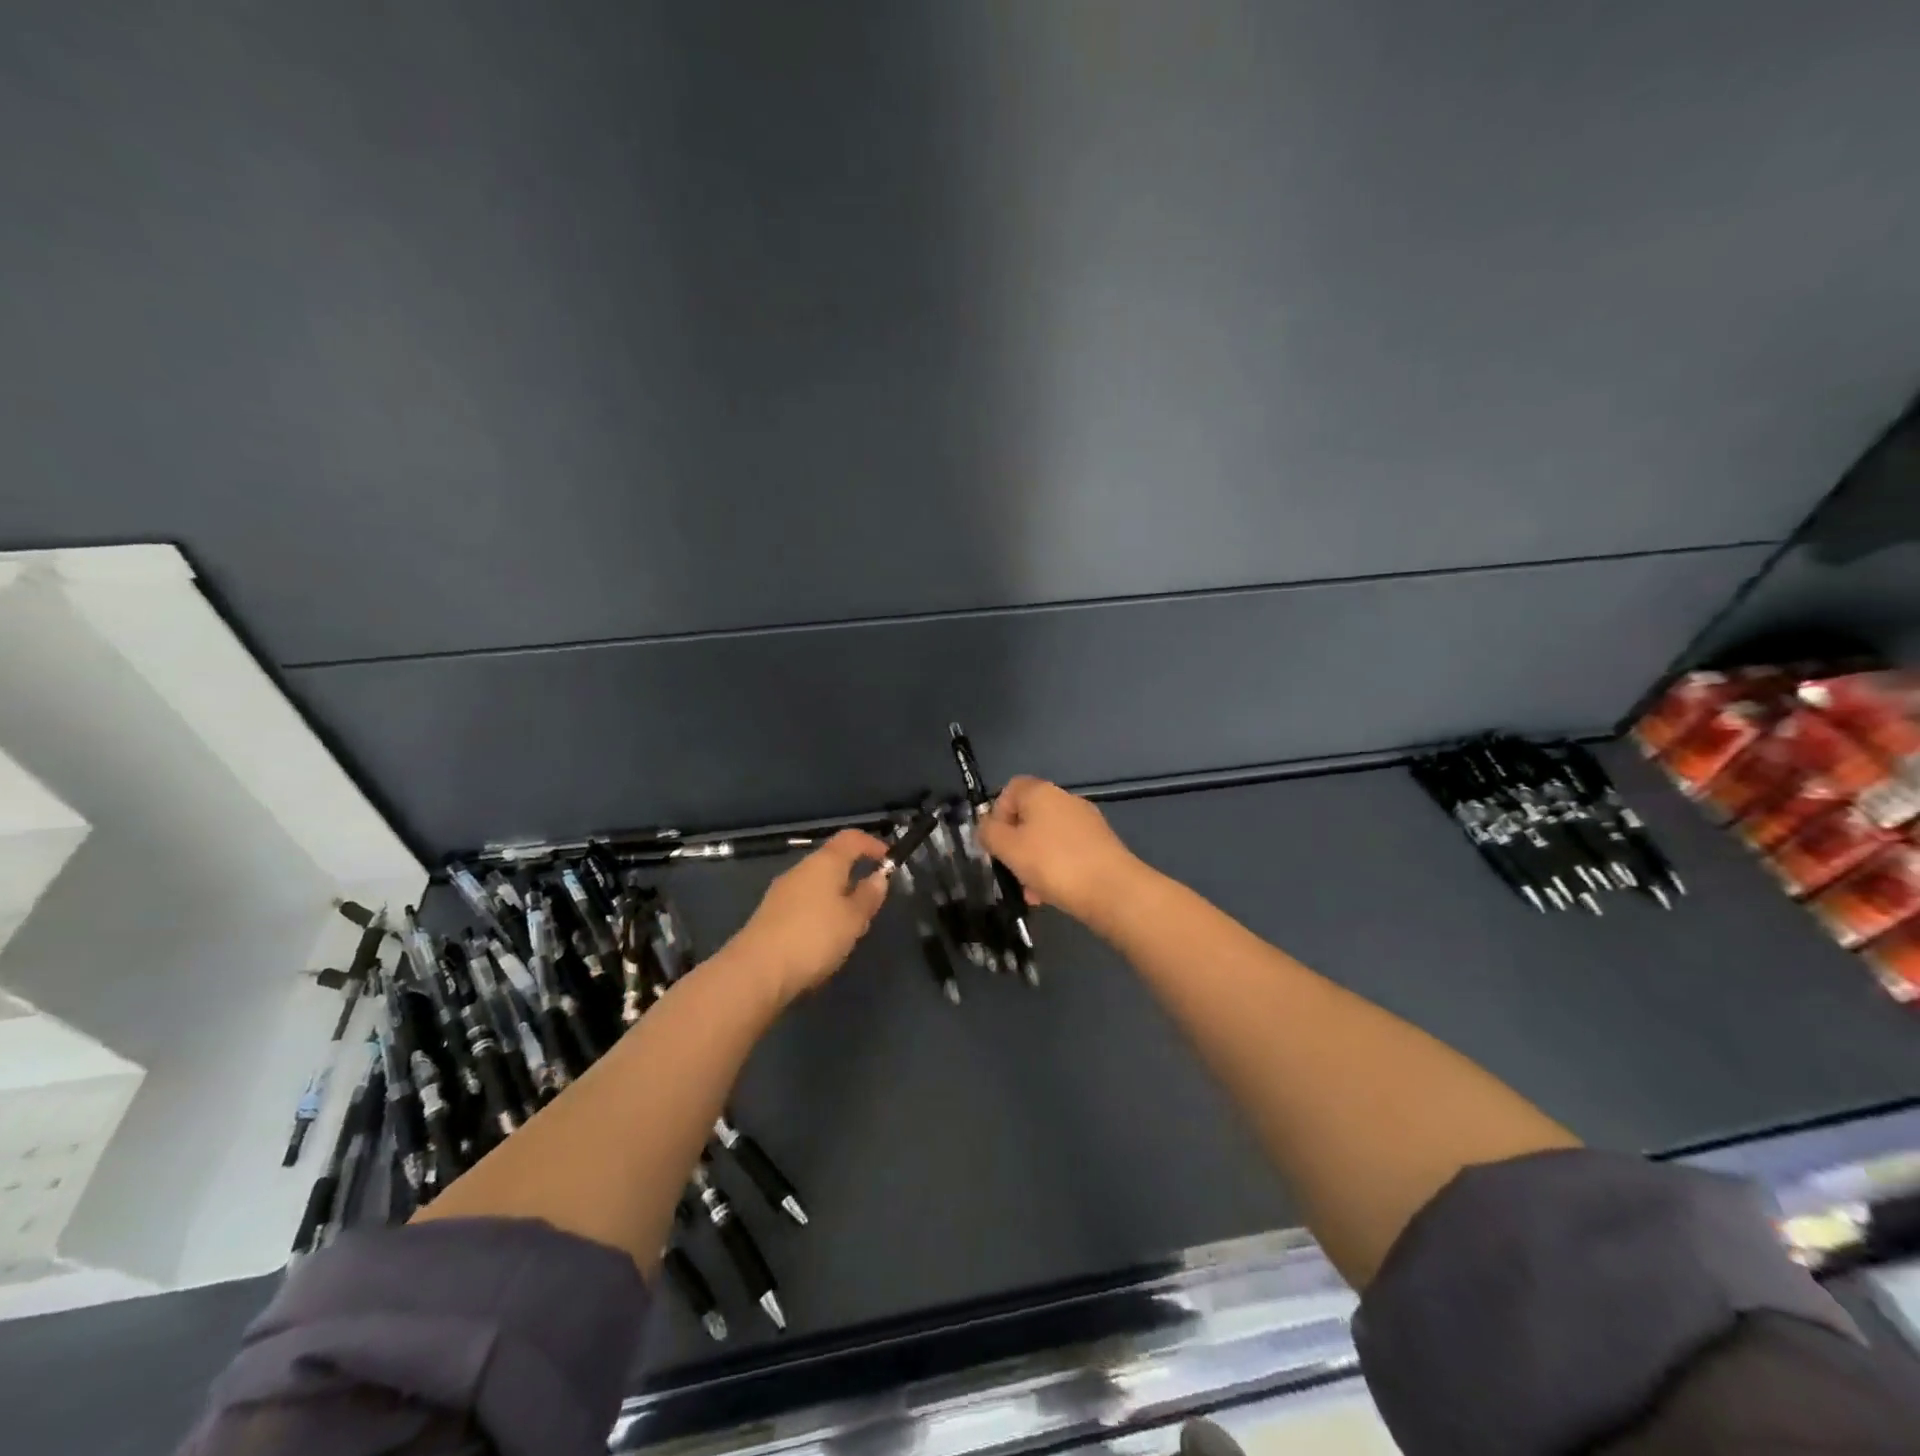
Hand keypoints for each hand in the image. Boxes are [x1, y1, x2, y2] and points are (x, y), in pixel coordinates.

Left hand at [726, 829, 893, 1004]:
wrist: (757, 971)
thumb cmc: (814, 937)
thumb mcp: (853, 919)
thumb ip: (869, 896)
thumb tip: (878, 877)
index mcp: (824, 862)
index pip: (851, 838)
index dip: (872, 844)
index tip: (889, 859)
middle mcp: (801, 870)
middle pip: (832, 862)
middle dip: (854, 876)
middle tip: (871, 902)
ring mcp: (781, 891)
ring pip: (817, 885)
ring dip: (837, 898)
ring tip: (850, 927)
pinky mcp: (770, 915)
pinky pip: (803, 904)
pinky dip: (819, 913)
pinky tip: (823, 940)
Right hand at [975, 776, 1144, 924]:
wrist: (1112, 890)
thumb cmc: (1053, 863)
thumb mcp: (1008, 848)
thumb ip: (989, 833)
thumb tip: (986, 826)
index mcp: (1041, 792)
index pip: (1010, 789)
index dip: (997, 813)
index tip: (996, 842)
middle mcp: (1065, 799)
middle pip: (1029, 816)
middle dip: (1015, 845)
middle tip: (1011, 872)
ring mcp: (1086, 821)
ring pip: (1047, 838)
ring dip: (1034, 861)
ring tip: (1032, 893)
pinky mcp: (1100, 844)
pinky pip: (1067, 851)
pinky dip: (1055, 868)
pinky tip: (1053, 894)